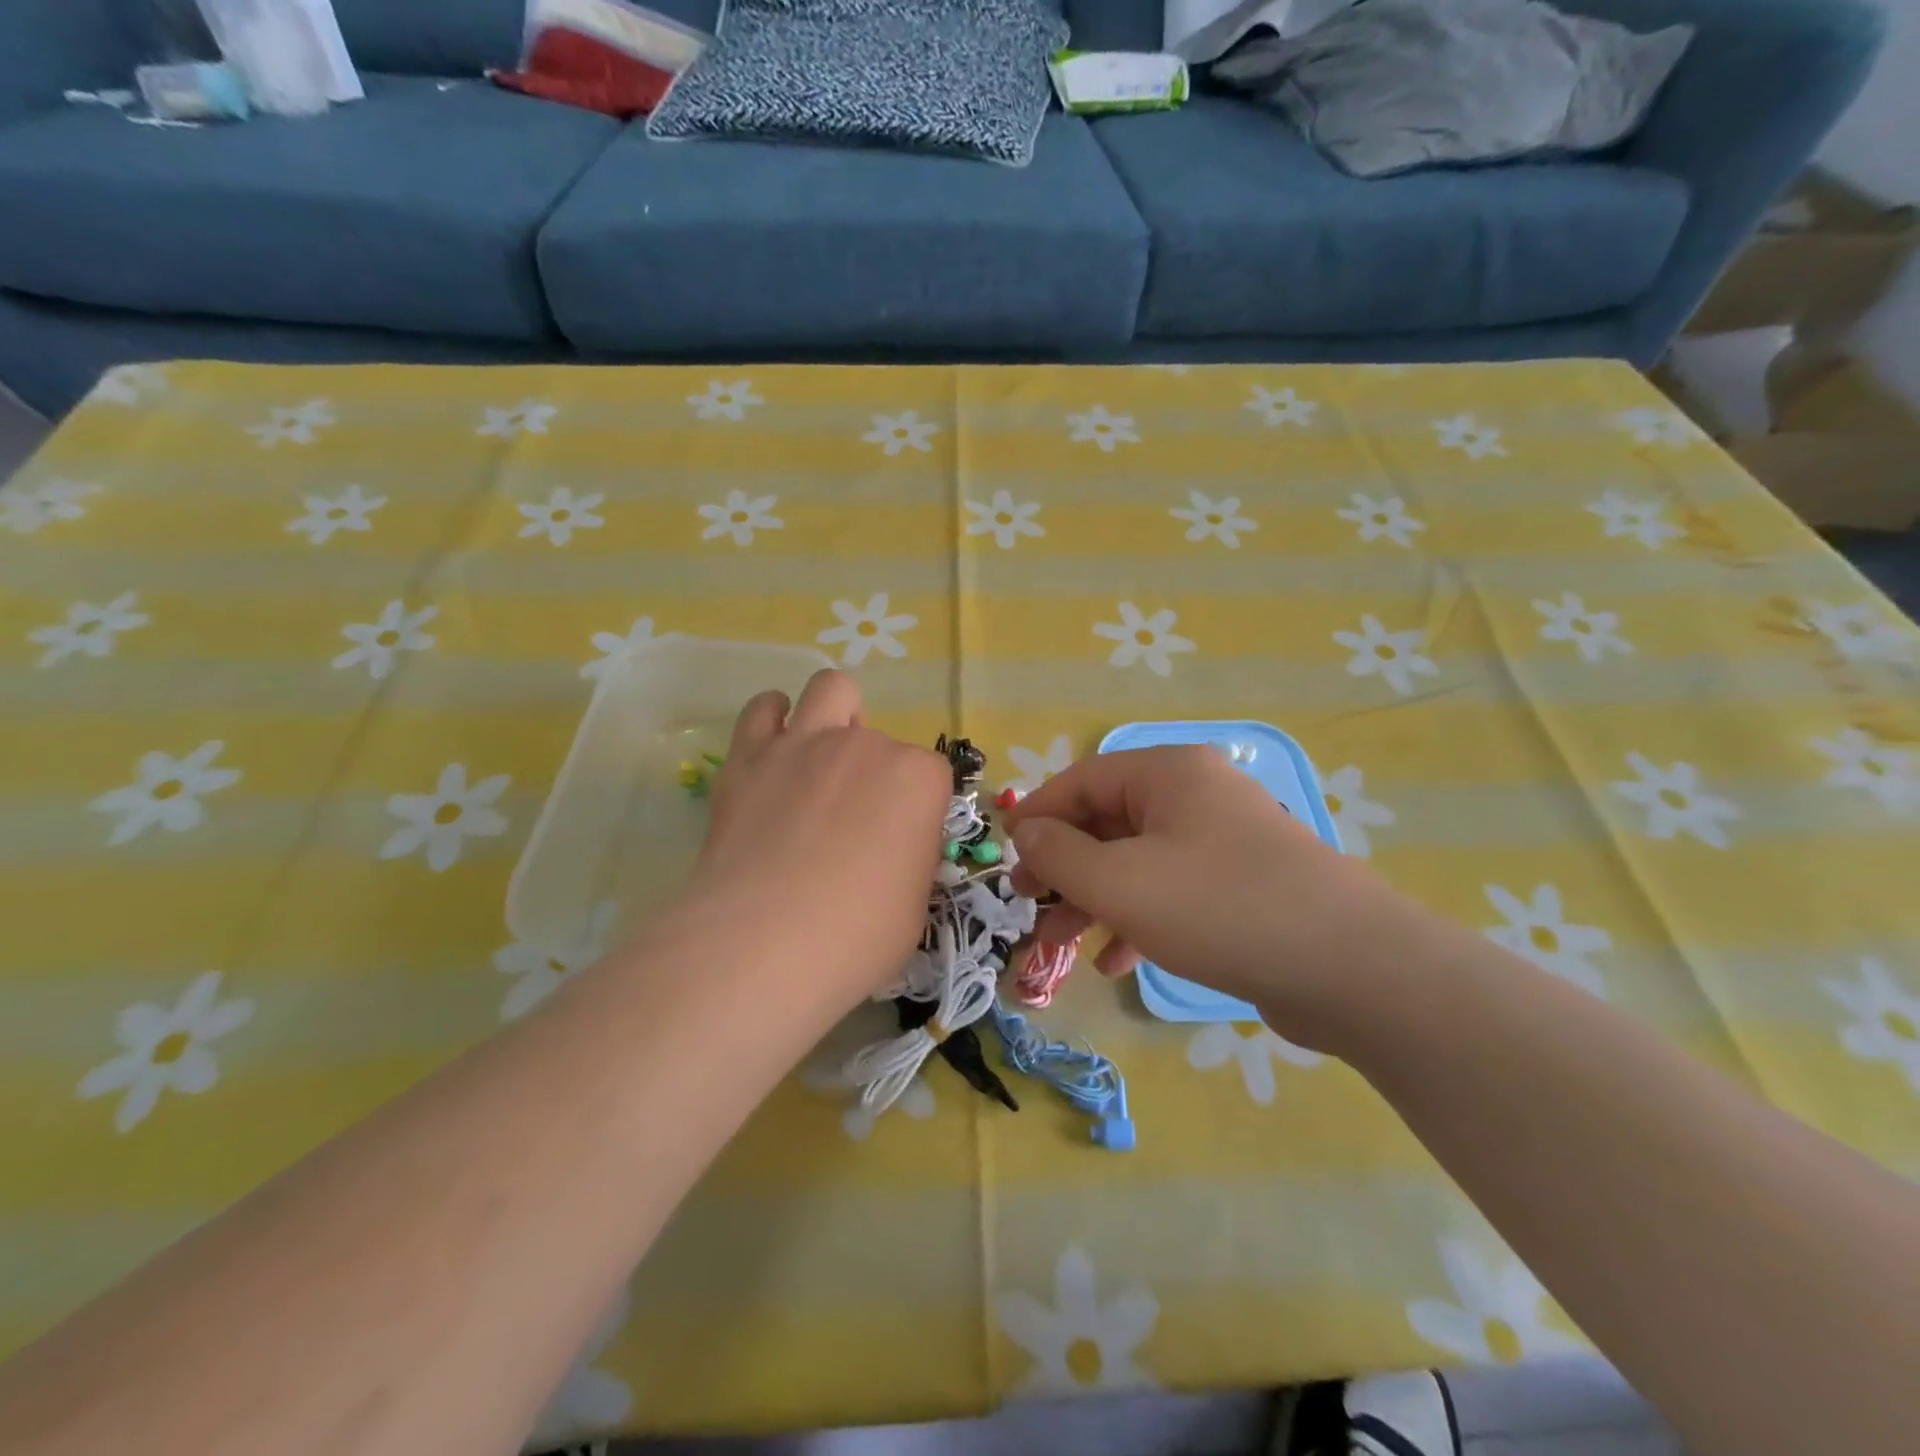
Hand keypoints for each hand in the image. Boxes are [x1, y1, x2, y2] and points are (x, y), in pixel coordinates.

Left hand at [684, 670, 951, 1010]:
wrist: (766, 943)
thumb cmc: (859, 935)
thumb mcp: (914, 904)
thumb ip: (910, 857)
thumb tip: (893, 848)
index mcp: (917, 778)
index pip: (930, 776)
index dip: (917, 809)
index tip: (900, 844)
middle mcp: (866, 745)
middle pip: (880, 738)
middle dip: (874, 769)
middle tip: (854, 815)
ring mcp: (804, 743)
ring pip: (829, 688)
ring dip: (833, 714)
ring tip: (820, 755)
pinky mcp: (749, 757)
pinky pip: (763, 709)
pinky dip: (772, 720)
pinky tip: (773, 751)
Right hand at [1004, 746, 1426, 1049]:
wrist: (1350, 969)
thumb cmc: (1218, 908)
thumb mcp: (1120, 882)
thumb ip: (1060, 853)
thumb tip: (1026, 830)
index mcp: (1168, 773)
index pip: (1081, 779)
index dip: (1037, 816)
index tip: (1005, 855)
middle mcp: (1196, 795)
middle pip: (1107, 821)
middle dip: (1063, 866)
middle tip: (1028, 903)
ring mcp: (1223, 841)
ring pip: (1137, 861)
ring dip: (1094, 899)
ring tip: (1060, 943)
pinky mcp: (1241, 886)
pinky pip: (1172, 891)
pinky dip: (1138, 920)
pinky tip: (1116, 962)